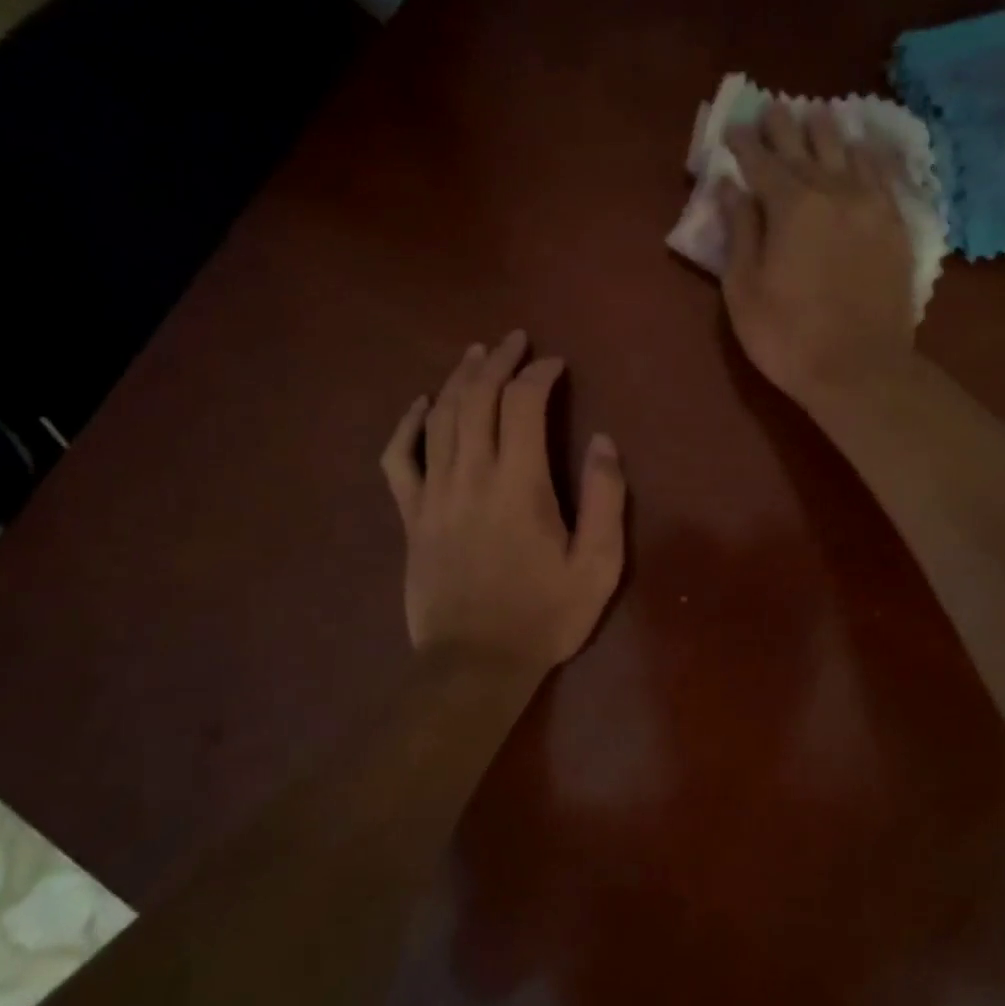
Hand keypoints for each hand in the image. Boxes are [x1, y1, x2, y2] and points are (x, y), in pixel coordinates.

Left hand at [380, 331, 626, 685]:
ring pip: (440, 417)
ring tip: (476, 354)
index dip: (540, 374)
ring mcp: (433, 494)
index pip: (524, 404)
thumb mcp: (598, 566)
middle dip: (498, 361)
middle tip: (515, 341)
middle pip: (478, 398)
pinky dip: (407, 425)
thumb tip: (604, 442)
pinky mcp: (410, 516)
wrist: (474, 663)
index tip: (556, 365)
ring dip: (459, 379)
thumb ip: (605, 499)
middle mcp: (471, 476)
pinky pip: (399, 458)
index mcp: (519, 484)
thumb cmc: (543, 616)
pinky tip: (420, 405)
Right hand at [716, 103, 916, 409]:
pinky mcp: (897, 226)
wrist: (859, 369)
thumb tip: (732, 188)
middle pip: (806, 149)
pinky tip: (867, 146)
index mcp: (792, 206)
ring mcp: (872, 206)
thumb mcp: (744, 289)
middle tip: (774, 107)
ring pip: (849, 153)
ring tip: (819, 113)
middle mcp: (835, 192)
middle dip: (786, 127)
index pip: (763, 163)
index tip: (735, 128)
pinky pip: (885, 175)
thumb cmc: (787, 336)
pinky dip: (871, 155)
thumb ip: (740, 232)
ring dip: (829, 131)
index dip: (746, 144)